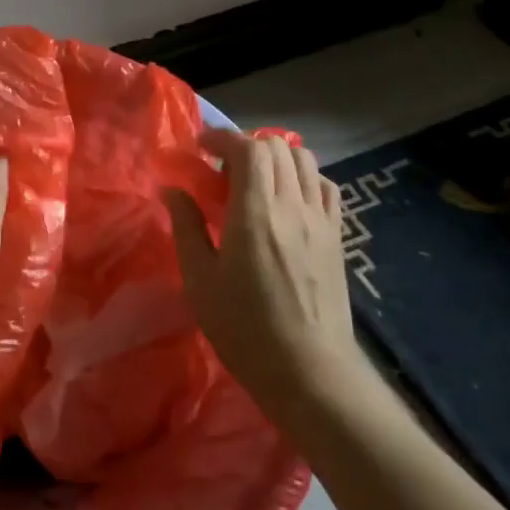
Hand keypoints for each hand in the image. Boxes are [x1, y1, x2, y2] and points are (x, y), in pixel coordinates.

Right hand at [163, 130, 356, 404]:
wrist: (310, 372)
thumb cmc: (244, 329)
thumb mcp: (200, 281)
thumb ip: (186, 226)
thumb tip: (172, 189)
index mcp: (256, 214)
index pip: (249, 148)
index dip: (223, 138)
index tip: (200, 147)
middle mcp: (293, 206)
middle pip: (277, 147)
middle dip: (245, 145)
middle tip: (220, 169)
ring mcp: (321, 220)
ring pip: (304, 160)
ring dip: (275, 157)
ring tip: (253, 181)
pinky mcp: (336, 236)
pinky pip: (324, 186)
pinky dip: (302, 176)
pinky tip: (286, 199)